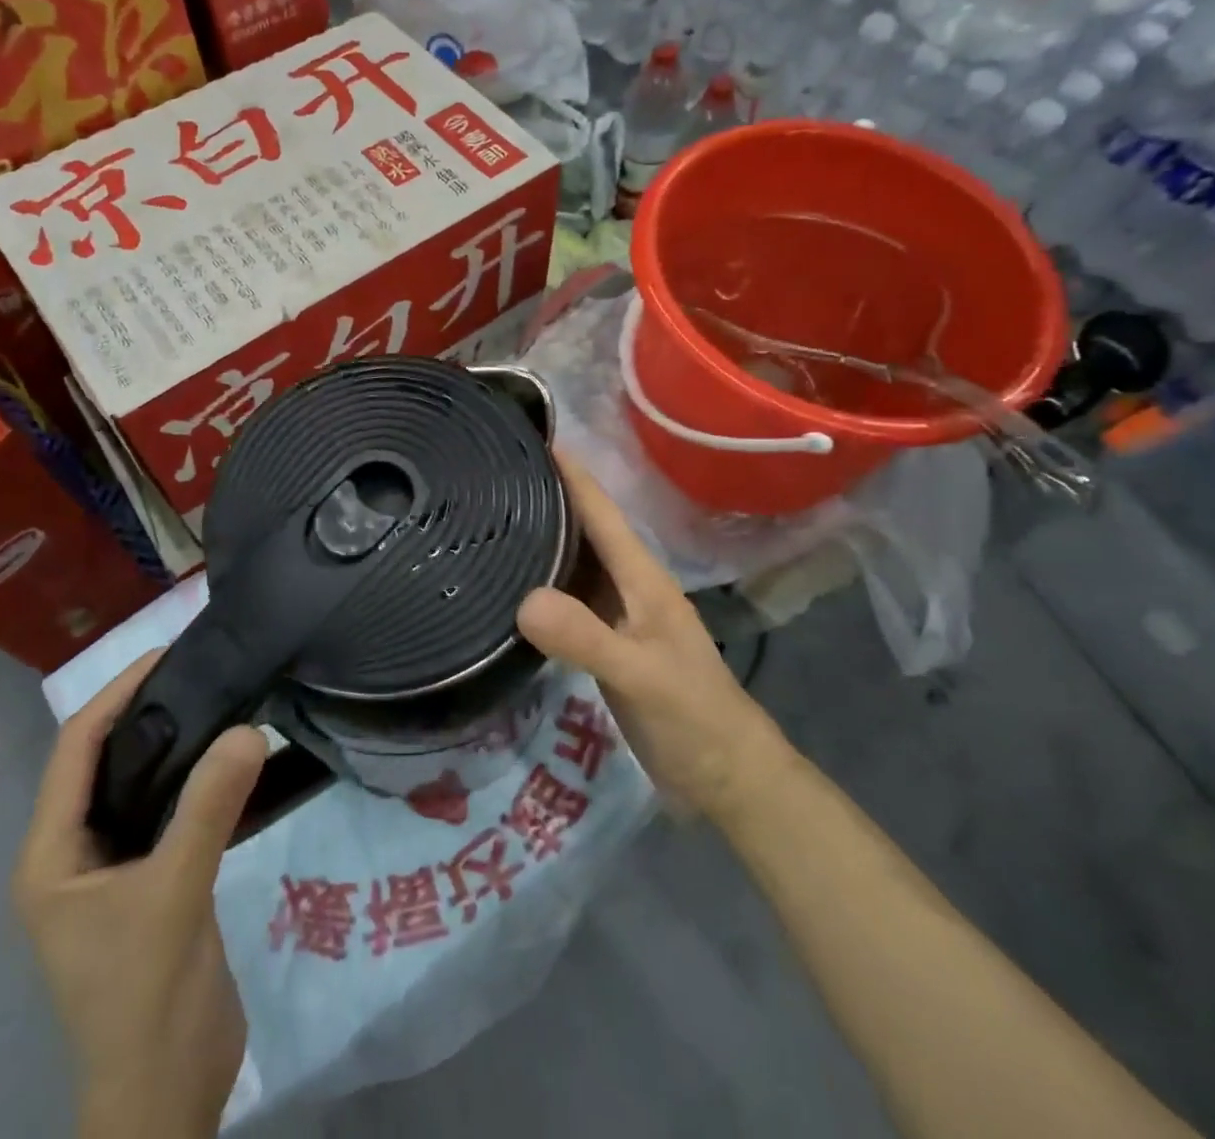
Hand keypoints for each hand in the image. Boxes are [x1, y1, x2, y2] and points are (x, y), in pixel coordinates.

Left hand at [13, 653, 268, 1138]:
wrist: (167, 1098)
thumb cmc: (145, 999)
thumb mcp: (175, 896)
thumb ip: (208, 810)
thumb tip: (248, 729)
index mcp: (51, 856)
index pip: (75, 751)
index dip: (115, 695)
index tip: (167, 655)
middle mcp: (72, 856)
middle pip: (104, 761)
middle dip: (145, 711)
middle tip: (203, 669)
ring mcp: (112, 872)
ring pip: (138, 786)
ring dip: (172, 744)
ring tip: (221, 700)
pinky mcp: (150, 884)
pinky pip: (167, 813)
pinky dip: (192, 780)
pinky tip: (229, 760)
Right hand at [519, 448, 790, 818]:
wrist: (725, 777)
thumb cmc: (692, 718)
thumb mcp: (641, 677)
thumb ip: (587, 639)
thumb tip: (523, 600)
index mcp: (641, 578)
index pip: (600, 511)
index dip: (570, 473)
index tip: (529, 437)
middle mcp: (627, 586)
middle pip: (582, 529)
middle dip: (543, 497)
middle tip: (490, 477)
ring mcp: (616, 616)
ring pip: (573, 564)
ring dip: (539, 539)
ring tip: (489, 521)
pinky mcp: (605, 644)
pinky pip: (566, 602)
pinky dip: (539, 586)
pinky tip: (508, 588)